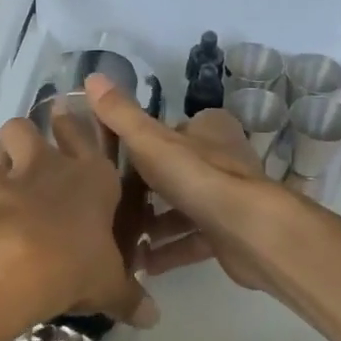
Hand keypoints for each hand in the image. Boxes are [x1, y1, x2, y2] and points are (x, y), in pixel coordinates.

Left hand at [0, 113, 150, 329]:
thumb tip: (152, 318)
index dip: (73, 129)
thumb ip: (128, 296)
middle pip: (27, 128)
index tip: (65, 122)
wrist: (14, 262)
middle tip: (25, 157)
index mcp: (92, 177)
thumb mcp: (108, 285)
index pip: (84, 137)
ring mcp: (8, 176)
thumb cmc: (76, 262)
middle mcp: (49, 166)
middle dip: (24, 136)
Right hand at [86, 74, 292, 296]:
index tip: (114, 161)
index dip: (145, 143)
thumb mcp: (151, 141)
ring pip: (185, 208)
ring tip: (121, 238)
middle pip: (177, 170)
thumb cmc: (198, 177)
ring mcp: (229, 197)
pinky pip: (193, 240)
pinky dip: (170, 251)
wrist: (249, 232)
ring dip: (155, 224)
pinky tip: (143, 264)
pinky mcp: (230, 233)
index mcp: (210, 130)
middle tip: (111, 203)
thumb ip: (121, 115)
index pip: (173, 129)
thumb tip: (92, 77)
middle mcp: (224, 158)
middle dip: (146, 189)